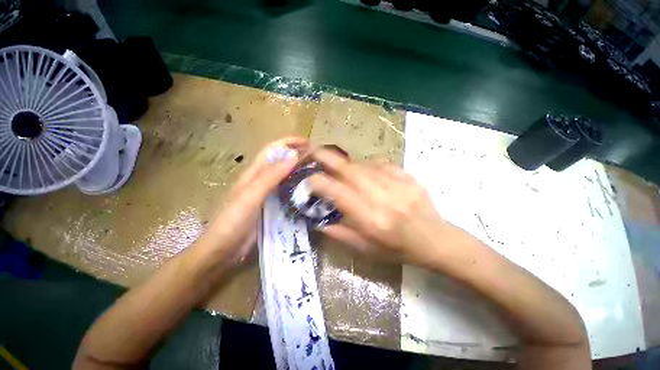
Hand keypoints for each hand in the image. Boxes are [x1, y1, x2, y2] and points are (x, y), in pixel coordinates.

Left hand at [199, 137, 307, 266]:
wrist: (222, 252)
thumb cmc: (232, 222)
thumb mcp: (251, 196)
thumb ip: (271, 176)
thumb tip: (293, 155)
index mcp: (254, 174)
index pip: (272, 150)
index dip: (288, 142)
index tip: (308, 143)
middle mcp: (261, 180)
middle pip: (281, 162)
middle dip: (298, 156)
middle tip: (318, 160)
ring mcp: (267, 195)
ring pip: (286, 177)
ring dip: (300, 172)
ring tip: (318, 174)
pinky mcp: (272, 207)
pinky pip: (288, 193)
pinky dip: (298, 189)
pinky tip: (309, 193)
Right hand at [308, 148, 451, 265]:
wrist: (435, 239)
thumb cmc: (397, 248)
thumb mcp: (364, 248)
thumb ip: (338, 233)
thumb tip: (316, 219)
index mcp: (369, 218)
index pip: (336, 191)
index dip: (317, 182)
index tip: (308, 180)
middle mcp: (380, 197)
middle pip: (348, 169)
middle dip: (326, 157)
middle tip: (313, 150)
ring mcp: (396, 183)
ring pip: (362, 164)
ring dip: (346, 165)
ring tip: (341, 169)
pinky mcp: (407, 175)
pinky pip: (379, 162)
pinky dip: (367, 165)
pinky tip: (367, 173)